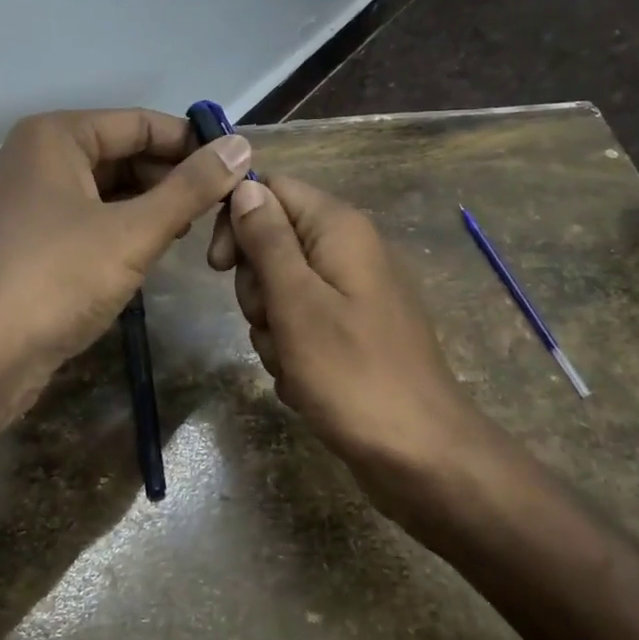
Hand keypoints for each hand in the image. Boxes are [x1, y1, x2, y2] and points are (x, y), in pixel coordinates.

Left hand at [0, 108, 252, 374]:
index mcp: (56, 136)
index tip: (237, 171)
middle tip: (218, 211)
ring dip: (148, 208)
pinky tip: (148, 255)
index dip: (191, 144)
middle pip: (121, 154)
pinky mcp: (26, 245)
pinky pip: (86, 222)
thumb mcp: (134, 231)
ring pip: (104, 192)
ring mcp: (27, 204)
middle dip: (170, 179)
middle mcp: (36, 159)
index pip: (140, 123)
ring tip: (190, 234)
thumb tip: (240, 147)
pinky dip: (120, 232)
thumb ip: (191, 188)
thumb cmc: (57, 278)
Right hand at [206, 174, 478, 476]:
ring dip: (272, 330)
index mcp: (340, 229)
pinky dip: (292, 354)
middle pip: (272, 245)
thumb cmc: (352, 374)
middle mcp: (348, 252)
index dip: (237, 221)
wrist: (418, 452)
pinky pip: (301, 328)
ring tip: (294, 364)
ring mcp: (352, 296)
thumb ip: (268, 241)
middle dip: (258, 291)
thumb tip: (245, 186)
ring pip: (280, 293)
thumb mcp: (297, 302)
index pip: (271, 190)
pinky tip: (306, 383)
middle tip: (275, 324)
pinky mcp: (351, 334)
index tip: (220, 268)